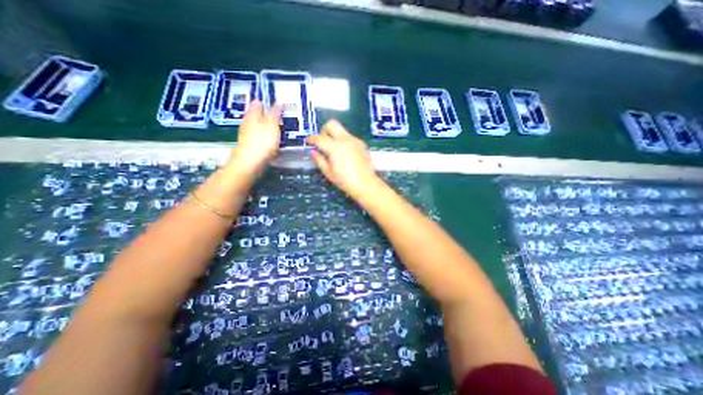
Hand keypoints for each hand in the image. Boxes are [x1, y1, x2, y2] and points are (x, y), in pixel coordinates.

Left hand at [227, 100, 278, 174]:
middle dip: (263, 114)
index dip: (265, 102)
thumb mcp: (272, 125)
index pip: (257, 104)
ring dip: (263, 126)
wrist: (250, 162)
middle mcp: (247, 123)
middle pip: (254, 115)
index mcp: (252, 115)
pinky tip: (269, 141)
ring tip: (274, 128)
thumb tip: (278, 103)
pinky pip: (257, 137)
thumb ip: (275, 114)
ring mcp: (246, 135)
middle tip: (275, 115)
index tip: (274, 104)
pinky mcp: (249, 146)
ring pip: (255, 126)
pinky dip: (263, 137)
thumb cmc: (262, 142)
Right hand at [306, 117, 375, 195]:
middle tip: (323, 142)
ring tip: (335, 151)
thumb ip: (319, 160)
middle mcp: (345, 139)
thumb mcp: (328, 173)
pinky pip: (350, 137)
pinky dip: (344, 142)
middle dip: (324, 130)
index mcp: (335, 147)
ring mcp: (355, 140)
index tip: (309, 141)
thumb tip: (313, 152)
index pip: (320, 138)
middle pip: (332, 124)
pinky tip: (345, 154)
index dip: (312, 139)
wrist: (366, 184)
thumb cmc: (345, 181)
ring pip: (342, 130)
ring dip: (335, 136)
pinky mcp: (362, 144)